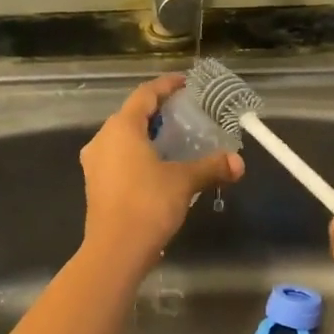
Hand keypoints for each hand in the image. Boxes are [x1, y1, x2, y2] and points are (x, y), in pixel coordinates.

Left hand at [80, 76, 242, 274]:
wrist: (115, 250)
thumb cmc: (148, 204)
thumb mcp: (184, 182)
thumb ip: (211, 167)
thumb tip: (239, 163)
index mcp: (121, 128)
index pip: (145, 95)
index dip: (166, 86)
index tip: (186, 83)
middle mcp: (102, 139)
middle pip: (132, 115)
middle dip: (159, 112)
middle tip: (186, 113)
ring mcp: (95, 163)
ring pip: (124, 138)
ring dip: (148, 135)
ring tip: (175, 140)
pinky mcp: (96, 184)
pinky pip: (119, 157)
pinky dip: (139, 154)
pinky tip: (159, 166)